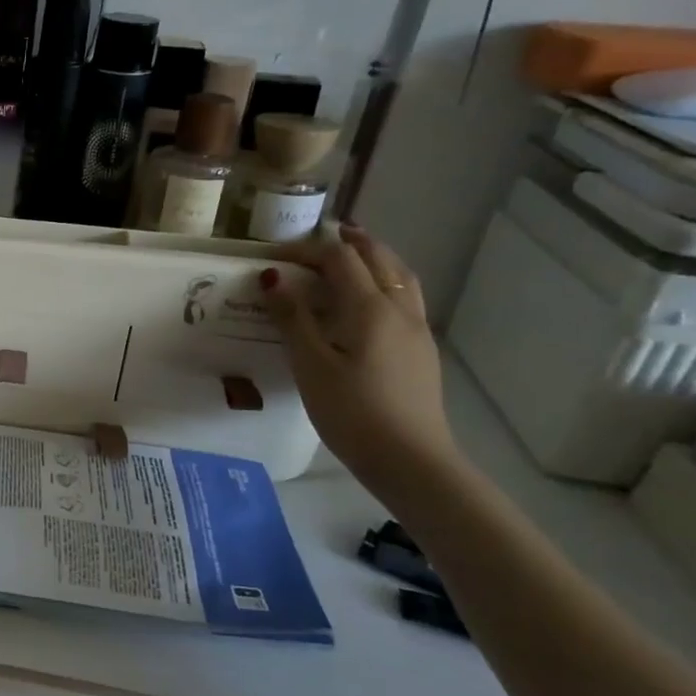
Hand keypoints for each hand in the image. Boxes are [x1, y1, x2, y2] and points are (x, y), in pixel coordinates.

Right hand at [261, 225, 456, 483]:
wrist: (411, 460)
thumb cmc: (352, 411)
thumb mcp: (310, 365)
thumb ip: (292, 318)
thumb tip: (273, 278)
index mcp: (370, 308)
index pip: (340, 259)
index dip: (309, 249)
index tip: (276, 255)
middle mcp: (400, 310)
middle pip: (380, 259)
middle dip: (352, 242)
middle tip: (325, 234)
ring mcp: (417, 331)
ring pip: (401, 277)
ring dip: (376, 258)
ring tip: (353, 256)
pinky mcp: (421, 351)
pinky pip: (406, 298)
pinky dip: (386, 282)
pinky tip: (370, 301)